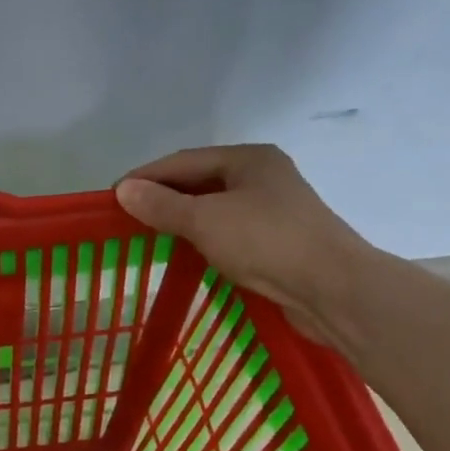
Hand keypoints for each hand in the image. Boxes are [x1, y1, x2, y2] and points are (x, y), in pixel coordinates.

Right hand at [115, 145, 372, 345]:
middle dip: (163, 197)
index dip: (146, 176)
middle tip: (127, 215)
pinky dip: (203, 237)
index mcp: (249, 159)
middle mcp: (263, 176)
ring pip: (215, 207)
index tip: (113, 195)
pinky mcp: (280, 241)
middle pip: (200, 181)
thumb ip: (161, 205)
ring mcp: (275, 209)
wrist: (335, 291)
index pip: (183, 161)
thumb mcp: (205, 220)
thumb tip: (123, 190)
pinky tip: (186, 251)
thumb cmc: (267, 242)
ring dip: (182, 218)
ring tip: (149, 233)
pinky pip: (230, 231)